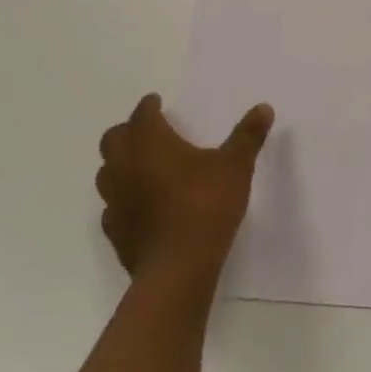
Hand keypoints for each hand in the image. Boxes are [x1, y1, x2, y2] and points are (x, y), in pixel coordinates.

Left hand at [96, 94, 272, 280]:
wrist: (178, 268)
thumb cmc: (205, 205)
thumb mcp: (235, 165)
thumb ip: (247, 135)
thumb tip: (264, 107)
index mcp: (149, 141)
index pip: (142, 113)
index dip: (150, 106)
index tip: (157, 103)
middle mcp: (124, 164)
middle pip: (114, 139)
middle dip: (129, 131)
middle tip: (149, 132)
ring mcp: (114, 200)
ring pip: (106, 172)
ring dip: (121, 164)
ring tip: (143, 166)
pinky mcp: (114, 231)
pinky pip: (112, 206)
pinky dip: (123, 199)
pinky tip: (141, 205)